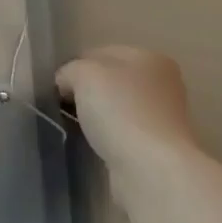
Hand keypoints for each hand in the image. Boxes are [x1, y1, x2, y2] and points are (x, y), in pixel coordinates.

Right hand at [56, 46, 196, 173]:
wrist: (150, 169)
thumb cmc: (120, 111)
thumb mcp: (84, 74)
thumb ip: (70, 71)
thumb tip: (66, 84)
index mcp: (151, 58)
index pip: (102, 53)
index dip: (76, 66)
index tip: (58, 87)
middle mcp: (163, 85)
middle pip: (111, 81)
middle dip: (87, 92)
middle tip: (64, 106)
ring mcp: (163, 119)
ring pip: (117, 109)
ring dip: (97, 117)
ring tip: (77, 128)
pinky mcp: (157, 149)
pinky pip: (122, 134)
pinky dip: (108, 138)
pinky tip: (95, 145)